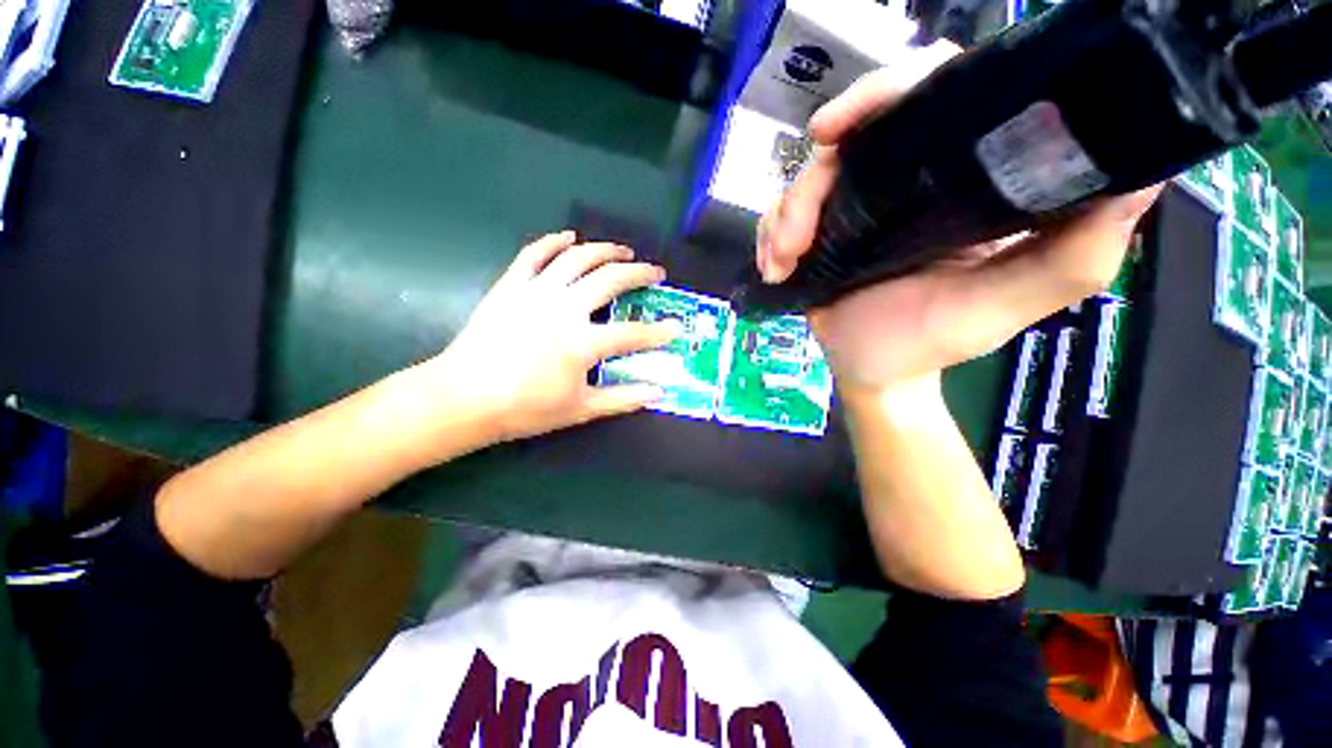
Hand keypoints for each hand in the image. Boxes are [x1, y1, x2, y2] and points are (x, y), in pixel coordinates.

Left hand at [421, 231, 678, 442]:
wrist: (463, 398)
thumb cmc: (524, 408)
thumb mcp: (580, 409)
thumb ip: (623, 399)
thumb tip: (658, 393)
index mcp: (582, 343)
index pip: (632, 334)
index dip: (658, 333)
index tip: (675, 329)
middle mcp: (563, 309)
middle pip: (610, 280)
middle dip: (639, 274)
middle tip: (655, 273)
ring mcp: (535, 292)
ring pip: (577, 258)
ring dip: (605, 249)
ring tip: (623, 250)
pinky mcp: (511, 286)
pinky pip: (534, 254)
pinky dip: (553, 242)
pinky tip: (569, 237)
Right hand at [757, 54, 1160, 394]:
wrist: (876, 373)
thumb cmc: (935, 341)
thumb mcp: (1008, 304)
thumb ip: (1074, 253)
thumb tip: (1142, 174)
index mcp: (958, 177)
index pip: (932, 94)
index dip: (886, 91)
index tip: (841, 127)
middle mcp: (905, 178)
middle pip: (853, 133)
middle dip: (815, 175)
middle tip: (797, 227)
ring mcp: (855, 206)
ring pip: (806, 179)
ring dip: (785, 220)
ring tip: (784, 263)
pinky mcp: (819, 232)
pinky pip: (781, 215)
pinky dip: (770, 238)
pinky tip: (775, 268)